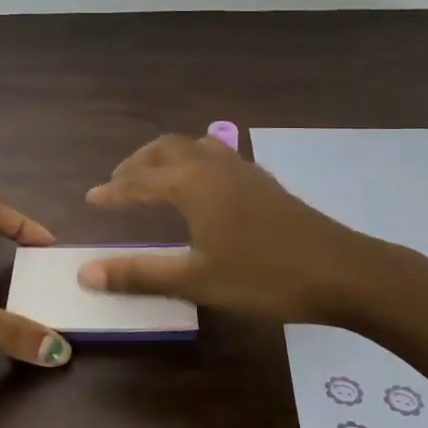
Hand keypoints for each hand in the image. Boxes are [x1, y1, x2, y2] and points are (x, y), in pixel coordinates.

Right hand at [80, 134, 374, 323]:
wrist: (341, 271)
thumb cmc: (263, 275)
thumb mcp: (196, 279)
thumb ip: (139, 274)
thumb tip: (85, 272)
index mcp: (192, 183)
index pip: (140, 182)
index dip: (113, 191)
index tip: (90, 198)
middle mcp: (214, 166)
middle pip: (165, 150)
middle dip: (137, 164)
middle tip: (118, 184)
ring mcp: (243, 170)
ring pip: (193, 148)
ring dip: (166, 158)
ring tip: (153, 179)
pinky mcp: (263, 182)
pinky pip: (216, 157)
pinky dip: (192, 163)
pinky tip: (201, 187)